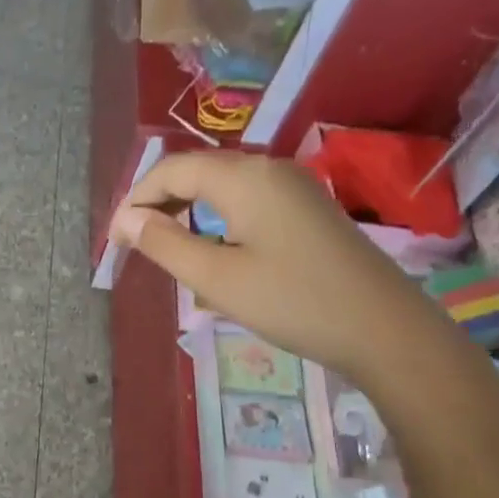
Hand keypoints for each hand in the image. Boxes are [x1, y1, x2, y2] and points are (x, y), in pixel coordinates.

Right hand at [110, 152, 453, 382]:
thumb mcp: (217, 278)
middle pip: (198, 172)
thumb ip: (165, 244)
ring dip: (187, 211)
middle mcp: (269, 169)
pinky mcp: (308, 210)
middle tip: (134, 243)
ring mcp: (294, 187)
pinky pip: (248, 202)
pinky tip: (213, 252)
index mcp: (245, 176)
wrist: (383, 329)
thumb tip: (126, 220)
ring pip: (223, 187)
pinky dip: (217, 220)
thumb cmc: (293, 301)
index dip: (136, 199)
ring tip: (166, 248)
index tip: (114, 239)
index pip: (172, 171)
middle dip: (159, 202)